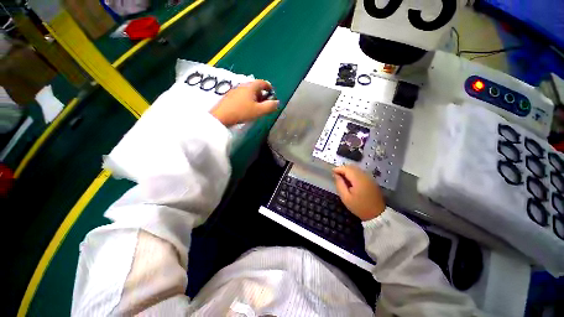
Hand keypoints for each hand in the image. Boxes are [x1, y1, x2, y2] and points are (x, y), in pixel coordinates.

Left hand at [210, 80, 278, 126]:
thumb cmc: (242, 112)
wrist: (221, 116)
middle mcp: (243, 85)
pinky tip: (246, 108)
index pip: (262, 82)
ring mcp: (235, 90)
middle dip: (262, 94)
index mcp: (251, 87)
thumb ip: (270, 106)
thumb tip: (277, 102)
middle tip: (265, 103)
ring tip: (256, 107)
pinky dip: (248, 99)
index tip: (272, 93)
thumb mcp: (259, 111)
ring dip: (255, 97)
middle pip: (255, 87)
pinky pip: (242, 95)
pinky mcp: (229, 96)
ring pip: (248, 91)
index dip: (269, 87)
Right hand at [333, 165, 385, 220]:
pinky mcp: (371, 180)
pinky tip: (350, 181)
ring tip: (342, 178)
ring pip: (356, 169)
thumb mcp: (345, 198)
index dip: (338, 169)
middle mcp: (365, 176)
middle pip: (351, 167)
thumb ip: (339, 184)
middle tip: (336, 176)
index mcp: (358, 180)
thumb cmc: (359, 207)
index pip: (346, 169)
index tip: (332, 172)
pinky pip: (360, 172)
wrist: (377, 215)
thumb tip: (335, 175)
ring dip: (348, 171)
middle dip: (343, 169)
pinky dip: (353, 173)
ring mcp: (369, 177)